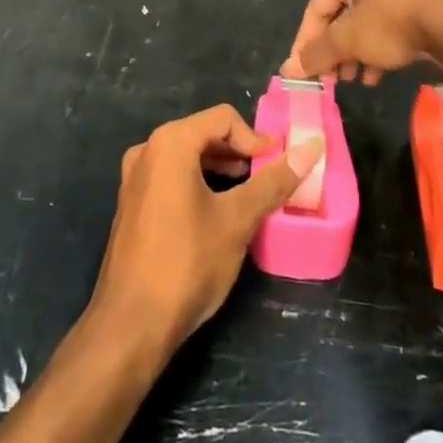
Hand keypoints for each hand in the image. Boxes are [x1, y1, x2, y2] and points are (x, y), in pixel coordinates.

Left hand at [90, 106, 322, 357]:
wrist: (131, 324)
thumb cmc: (187, 263)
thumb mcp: (237, 220)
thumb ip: (274, 181)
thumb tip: (311, 148)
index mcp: (170, 143)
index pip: (223, 118)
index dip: (255, 138)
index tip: (278, 165)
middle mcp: (147, 150)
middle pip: (203, 133)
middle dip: (239, 152)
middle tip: (267, 178)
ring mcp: (135, 178)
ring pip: (187, 156)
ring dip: (220, 168)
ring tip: (247, 194)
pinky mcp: (132, 203)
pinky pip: (171, 176)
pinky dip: (198, 182)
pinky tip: (216, 212)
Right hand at [281, 0, 442, 84]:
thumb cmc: (391, 23)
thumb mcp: (348, 39)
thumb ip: (316, 53)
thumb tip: (288, 69)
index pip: (316, 10)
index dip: (305, 42)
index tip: (302, 71)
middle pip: (339, 19)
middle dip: (332, 52)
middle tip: (329, 79)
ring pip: (362, 28)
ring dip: (352, 56)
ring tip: (351, 81)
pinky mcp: (415, 10)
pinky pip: (385, 32)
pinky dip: (375, 53)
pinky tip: (374, 77)